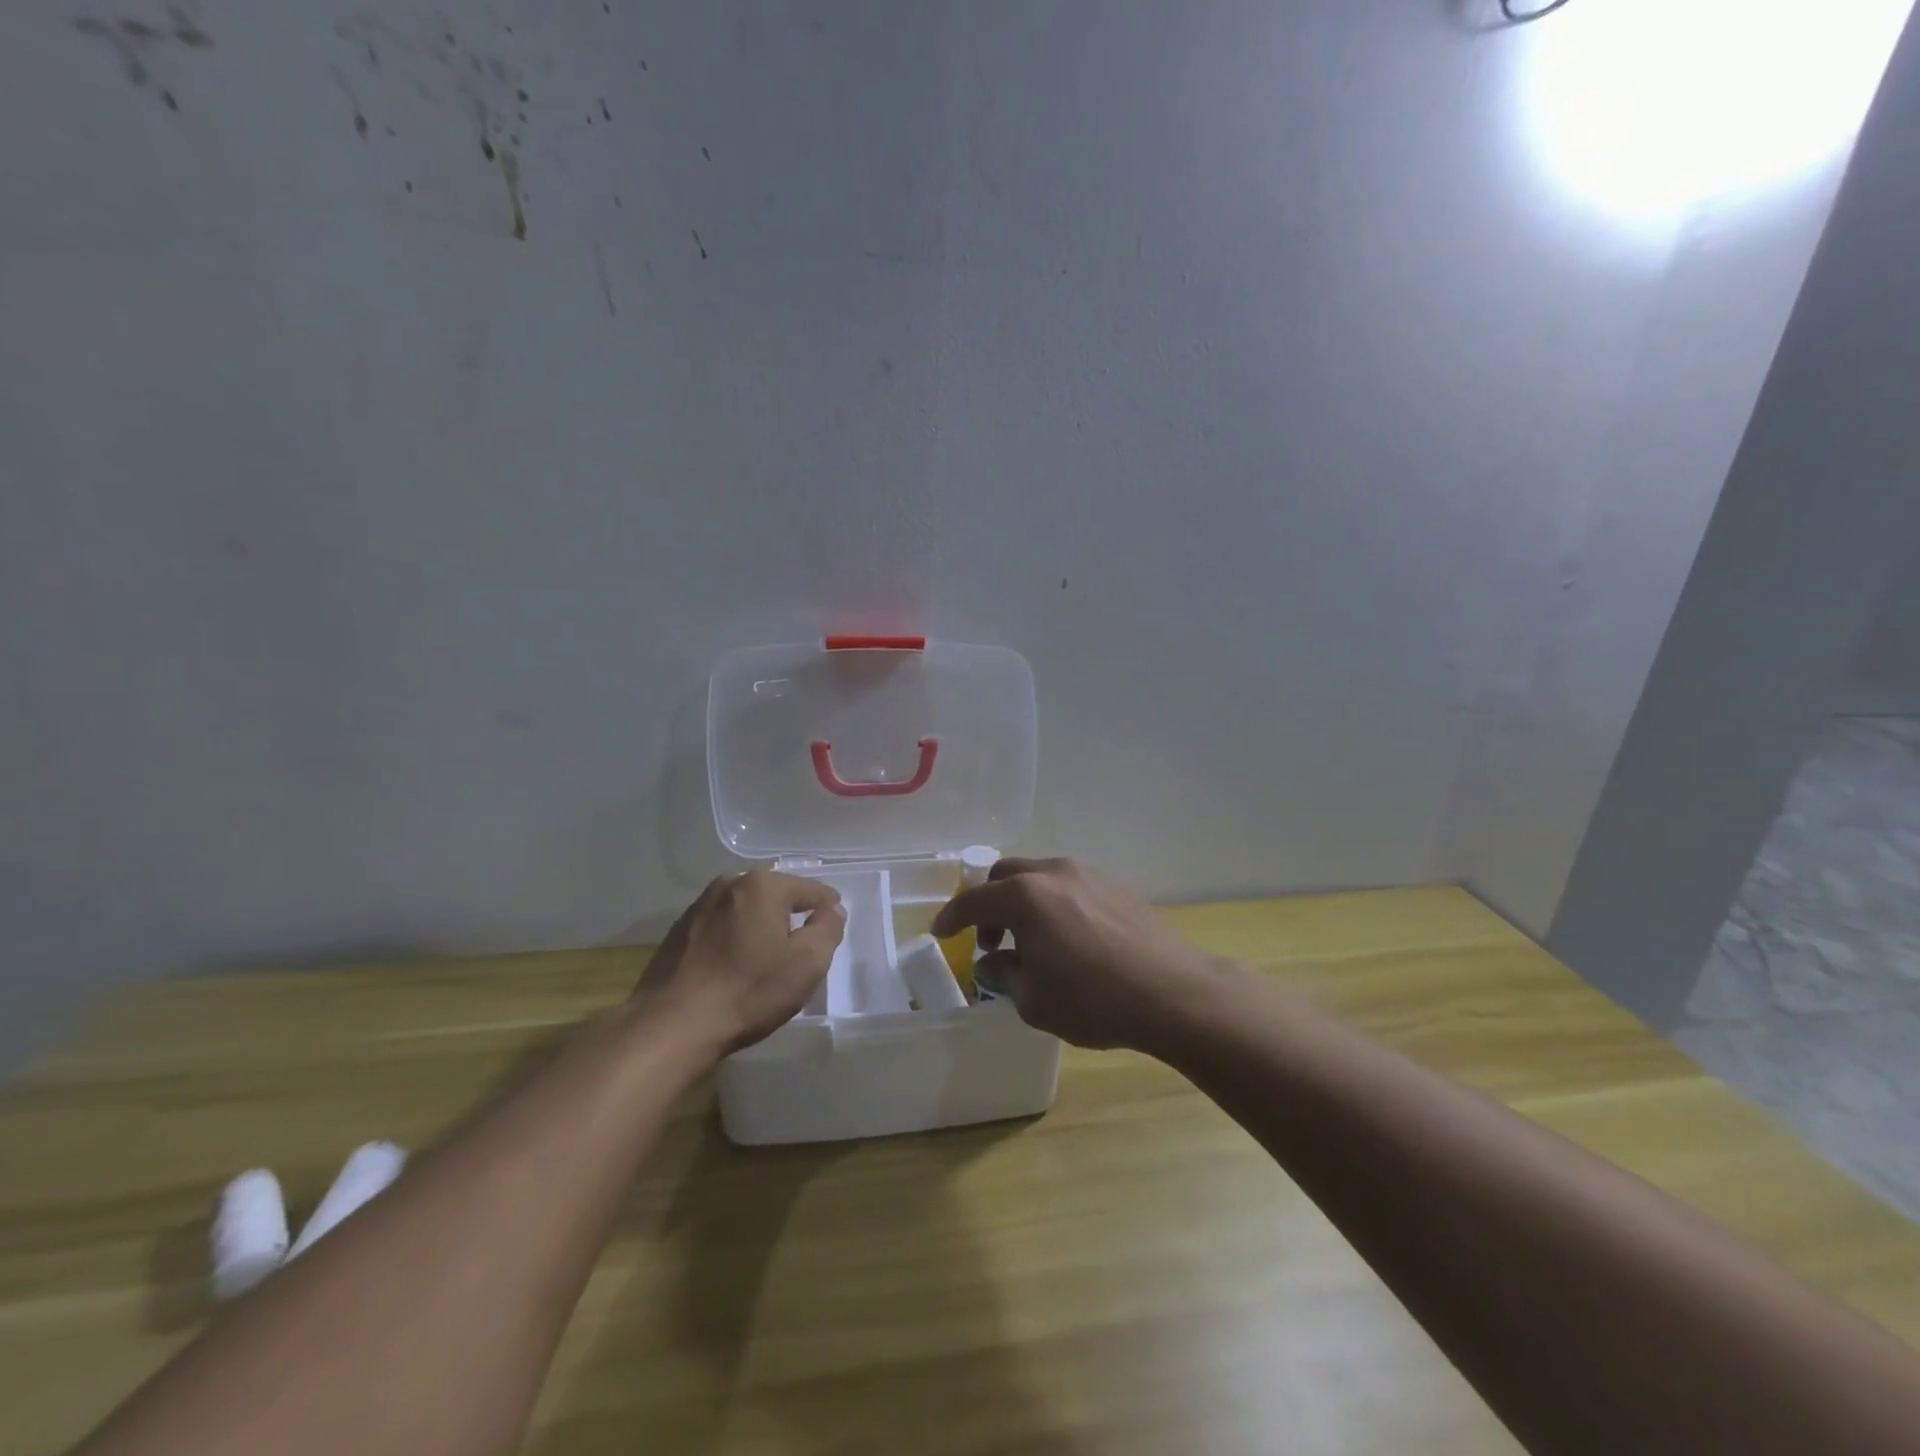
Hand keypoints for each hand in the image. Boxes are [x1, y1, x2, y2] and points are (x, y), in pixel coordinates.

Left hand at [637, 871, 844, 1054]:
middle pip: (775, 894)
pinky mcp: (678, 932)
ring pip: (745, 909)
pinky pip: (720, 926)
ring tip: (769, 952)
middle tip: (805, 940)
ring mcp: (699, 906)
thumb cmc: (748, 992)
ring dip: (760, 924)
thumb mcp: (807, 964)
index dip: (828, 906)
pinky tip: (736, 963)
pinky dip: (734, 937)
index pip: (809, 888)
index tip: (835, 922)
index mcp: (763, 886)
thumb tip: (832, 909)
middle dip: (792, 913)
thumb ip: (827, 929)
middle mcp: (729, 884)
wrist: (670, 1027)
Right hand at [931, 857, 1224, 1052]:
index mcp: (1025, 897)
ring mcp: (1089, 875)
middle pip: (1006, 876)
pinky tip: (1070, 939)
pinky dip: (1055, 904)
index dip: (952, 917)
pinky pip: (1070, 886)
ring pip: (1041, 877)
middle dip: (989, 905)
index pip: (974, 900)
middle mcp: (1054, 873)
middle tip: (991, 940)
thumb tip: (993, 963)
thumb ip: (1004, 975)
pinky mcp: (1117, 886)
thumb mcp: (1034, 999)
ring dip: (1024, 903)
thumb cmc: (1093, 1000)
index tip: (940, 932)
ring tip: (1033, 942)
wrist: (1173, 992)